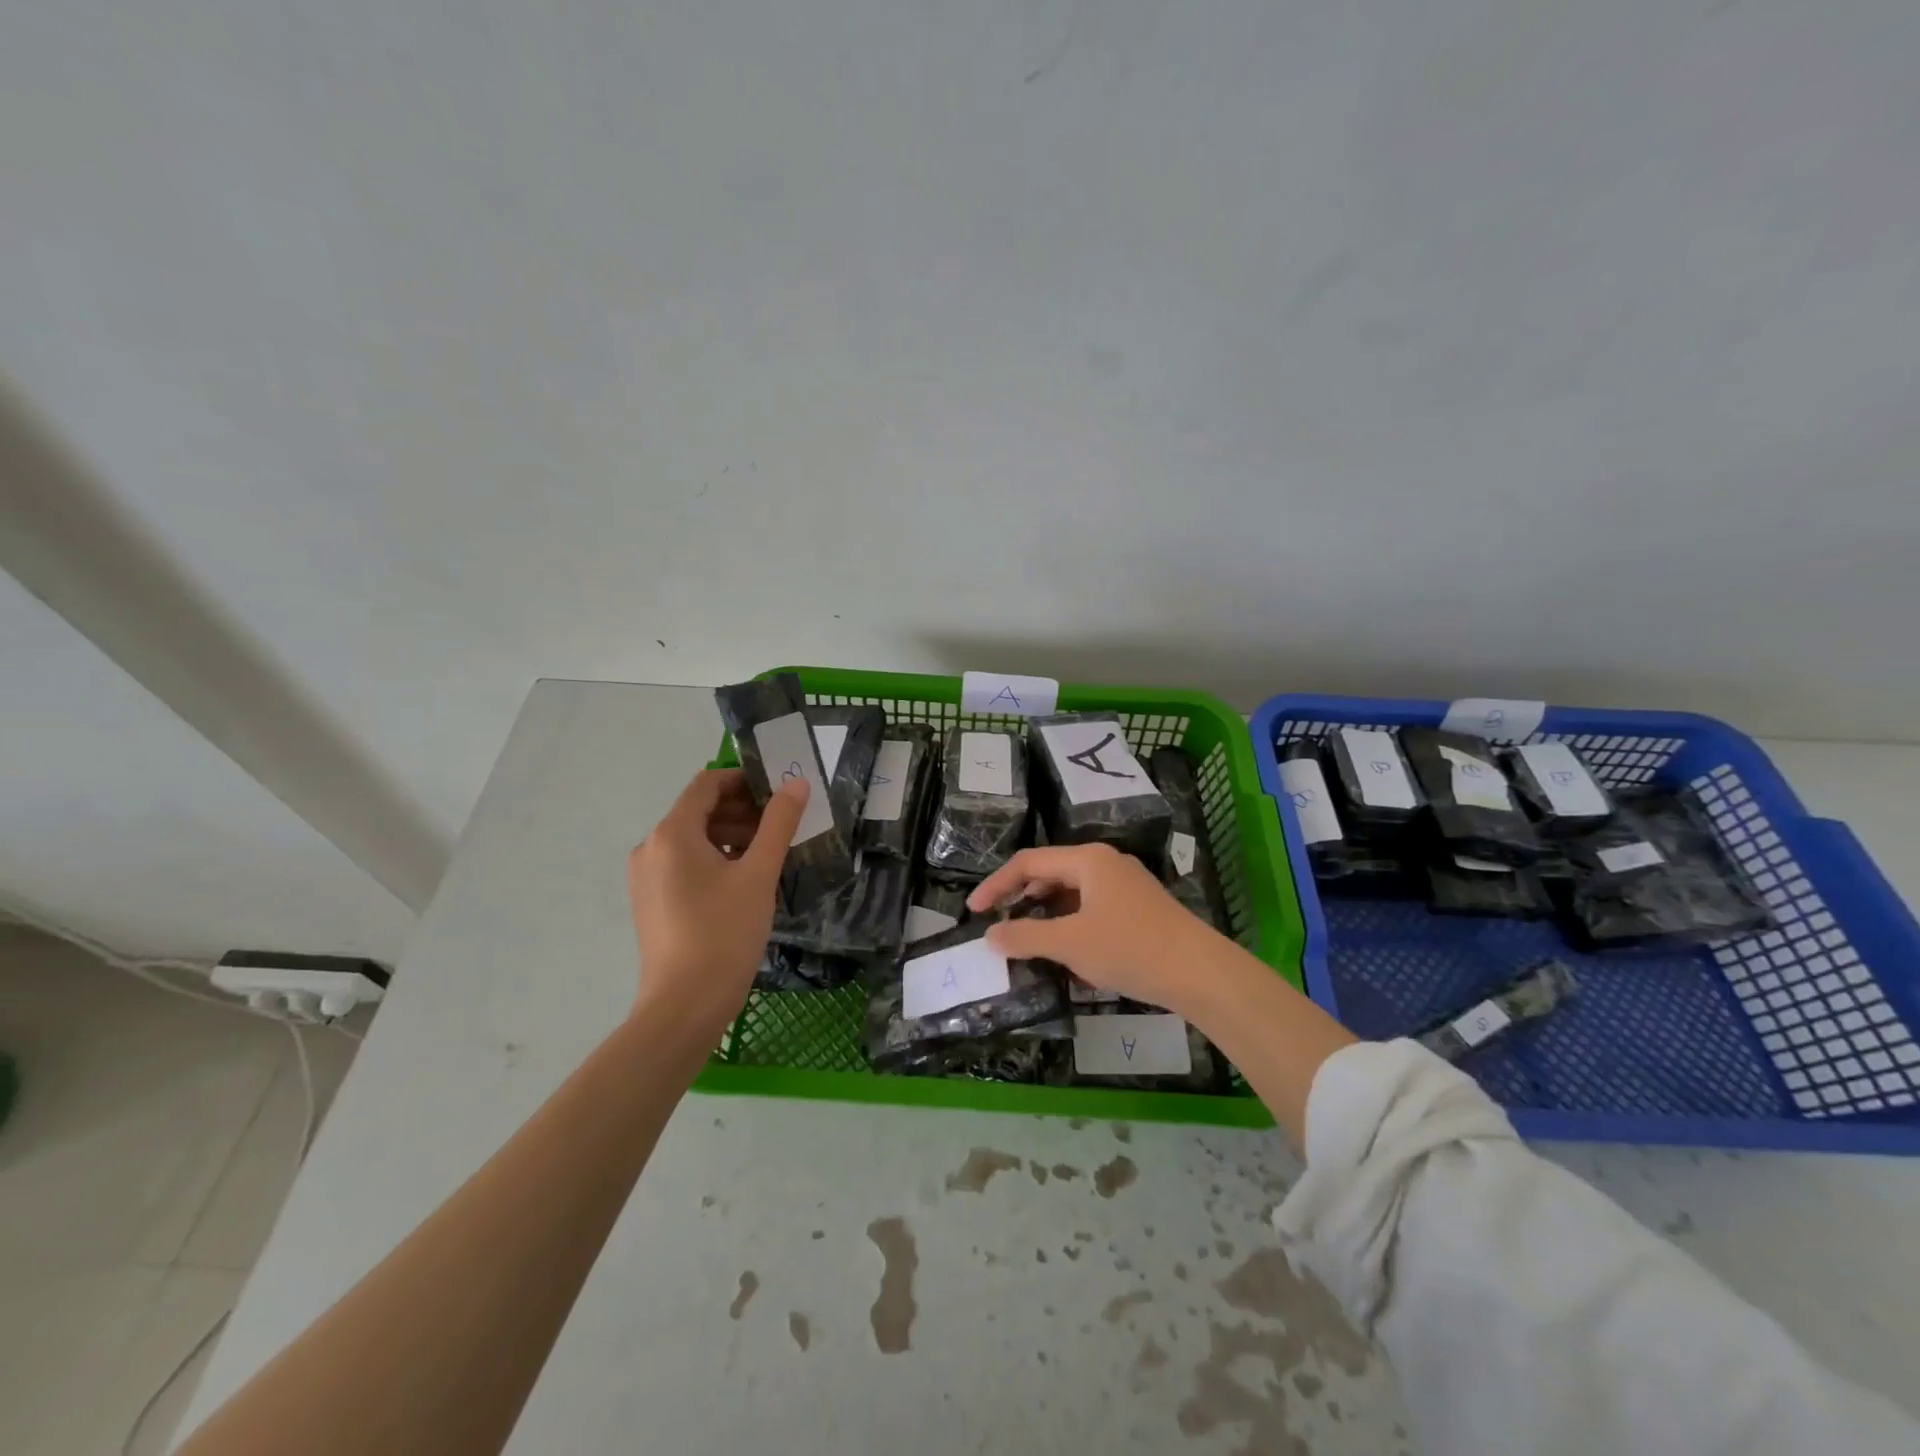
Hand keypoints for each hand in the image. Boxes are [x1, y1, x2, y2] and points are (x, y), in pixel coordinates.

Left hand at [627, 769, 806, 1034]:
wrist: (684, 1007)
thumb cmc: (724, 933)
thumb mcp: (759, 874)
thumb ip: (779, 823)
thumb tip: (796, 783)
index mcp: (672, 833)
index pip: (707, 784)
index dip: (744, 780)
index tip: (779, 793)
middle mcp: (650, 848)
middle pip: (699, 811)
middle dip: (742, 811)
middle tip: (782, 827)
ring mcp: (646, 877)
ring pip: (693, 840)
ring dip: (731, 836)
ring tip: (768, 856)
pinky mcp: (651, 902)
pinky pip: (684, 865)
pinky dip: (714, 860)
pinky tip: (744, 882)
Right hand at [966, 843, 1220, 1016]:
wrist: (1200, 972)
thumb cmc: (1130, 949)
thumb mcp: (1070, 944)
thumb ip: (1026, 937)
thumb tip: (990, 937)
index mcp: (1088, 860)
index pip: (1029, 863)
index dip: (996, 885)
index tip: (973, 911)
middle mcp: (1106, 863)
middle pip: (1050, 873)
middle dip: (1021, 898)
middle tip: (998, 924)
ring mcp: (1125, 885)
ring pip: (1072, 893)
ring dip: (1045, 915)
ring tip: (1027, 941)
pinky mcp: (1138, 908)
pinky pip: (1091, 908)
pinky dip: (1070, 925)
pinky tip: (1066, 954)